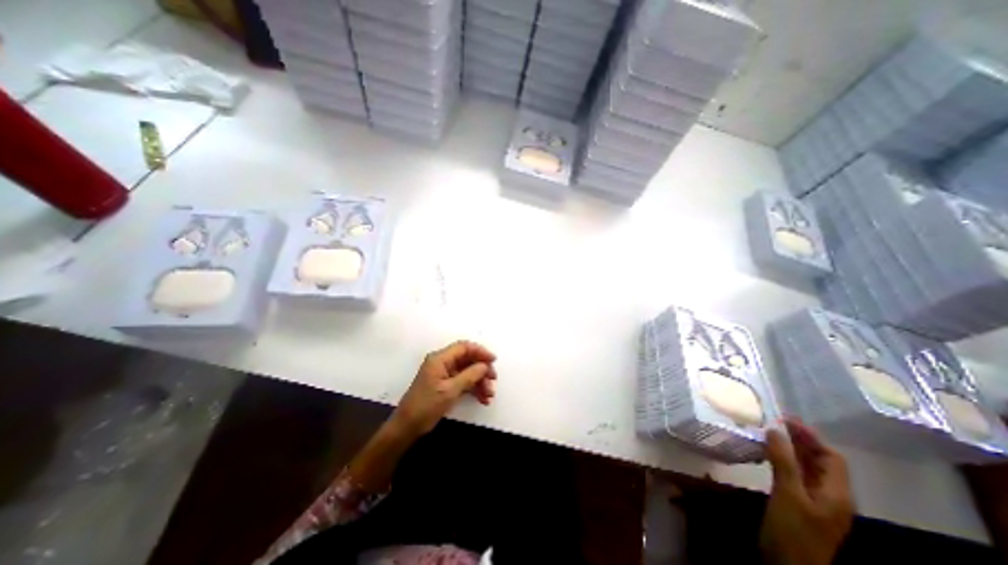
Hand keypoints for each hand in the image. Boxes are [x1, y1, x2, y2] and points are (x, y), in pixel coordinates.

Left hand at [389, 339, 494, 437]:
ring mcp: (443, 374)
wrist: (407, 427)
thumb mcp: (451, 390)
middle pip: (467, 359)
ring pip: (467, 372)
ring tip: (489, 395)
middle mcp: (442, 363)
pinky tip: (482, 399)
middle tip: (493, 380)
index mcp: (440, 359)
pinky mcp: (444, 385)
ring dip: (480, 382)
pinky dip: (473, 389)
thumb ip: (470, 375)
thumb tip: (485, 365)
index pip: (464, 347)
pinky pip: (463, 382)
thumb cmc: (426, 406)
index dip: (480, 351)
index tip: (493, 361)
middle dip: (482, 370)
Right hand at [761, 420, 852, 564]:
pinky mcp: (800, 504)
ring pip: (808, 468)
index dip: (811, 437)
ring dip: (792, 449)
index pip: (832, 458)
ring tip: (770, 432)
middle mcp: (831, 495)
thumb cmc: (793, 531)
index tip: (786, 419)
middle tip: (776, 421)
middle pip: (822, 462)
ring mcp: (816, 501)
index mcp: (837, 494)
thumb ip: (784, 462)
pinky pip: (796, 475)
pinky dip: (785, 460)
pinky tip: (768, 454)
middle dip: (802, 440)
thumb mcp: (788, 494)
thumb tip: (775, 429)